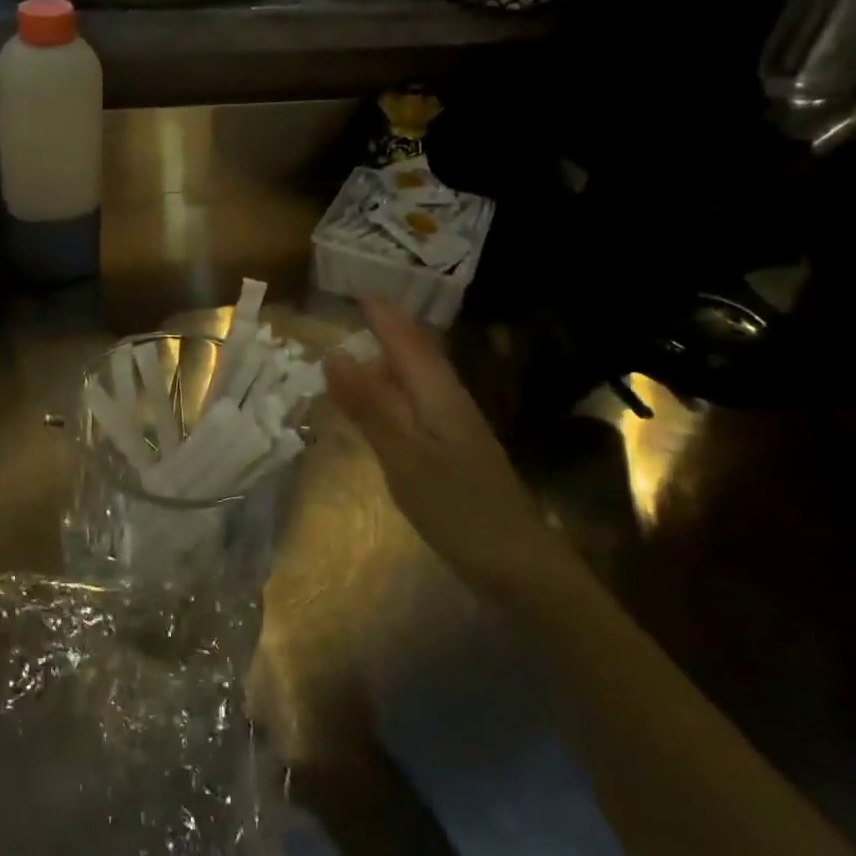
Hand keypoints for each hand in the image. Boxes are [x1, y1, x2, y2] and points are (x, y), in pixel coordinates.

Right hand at [326, 299, 570, 603]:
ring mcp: (455, 427)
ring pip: (419, 376)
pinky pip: (417, 401)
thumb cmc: (459, 510)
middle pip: (417, 351)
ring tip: (356, 344)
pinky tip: (381, 402)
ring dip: (390, 355)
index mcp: (438, 394)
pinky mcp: (454, 451)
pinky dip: (394, 388)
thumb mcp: (405, 457)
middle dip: (387, 326)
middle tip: (349, 308)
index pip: (405, 338)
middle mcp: (449, 400)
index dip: (380, 312)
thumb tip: (333, 354)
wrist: (521, 569)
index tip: (348, 286)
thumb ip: (370, 406)